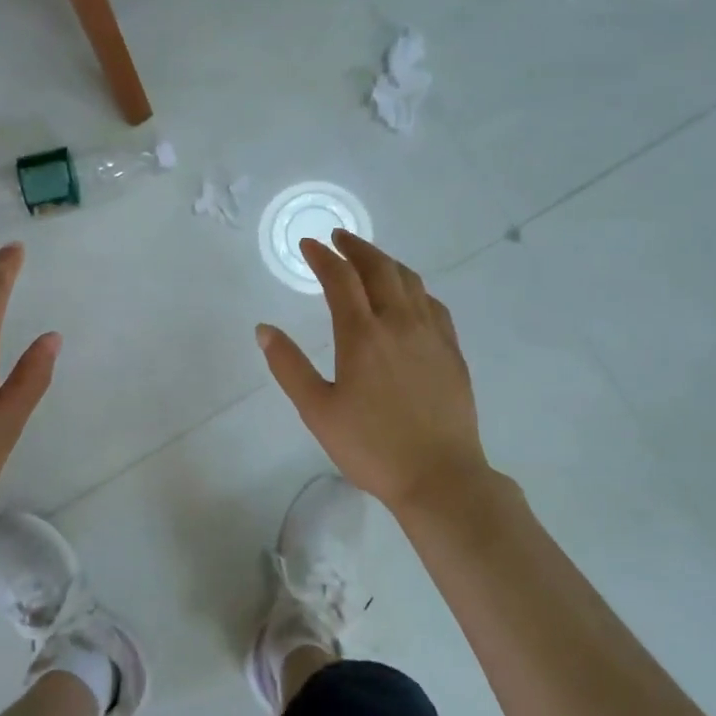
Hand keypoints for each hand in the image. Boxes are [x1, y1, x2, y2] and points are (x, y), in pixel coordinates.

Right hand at [256, 230, 490, 511]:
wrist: (440, 477)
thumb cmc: (371, 446)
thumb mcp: (317, 410)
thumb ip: (289, 366)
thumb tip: (264, 329)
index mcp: (362, 335)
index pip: (340, 279)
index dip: (322, 257)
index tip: (308, 245)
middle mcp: (399, 323)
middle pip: (380, 269)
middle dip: (356, 248)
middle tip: (338, 238)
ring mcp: (431, 335)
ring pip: (410, 281)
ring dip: (386, 262)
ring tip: (369, 259)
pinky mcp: (452, 352)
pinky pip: (433, 304)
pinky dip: (414, 288)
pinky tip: (409, 297)